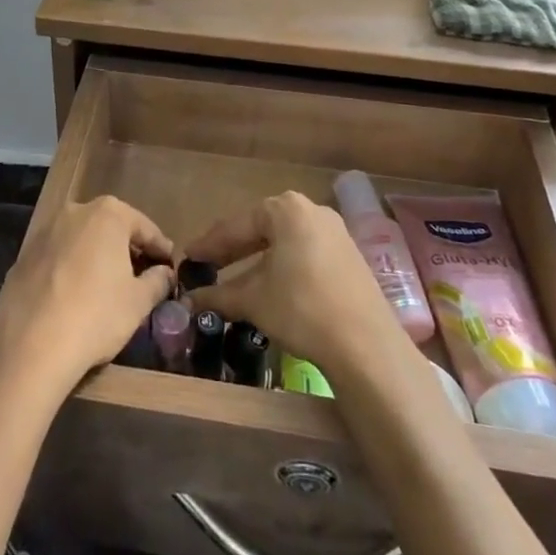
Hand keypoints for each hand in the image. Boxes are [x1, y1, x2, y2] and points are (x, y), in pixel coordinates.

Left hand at [0, 196, 175, 398]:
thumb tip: (164, 273)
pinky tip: (74, 299)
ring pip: (80, 242)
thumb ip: (157, 281)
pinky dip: (69, 271)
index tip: (170, 267)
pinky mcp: (21, 259)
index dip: (160, 248)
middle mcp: (73, 213)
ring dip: (96, 258)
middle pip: (109, 228)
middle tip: (141, 276)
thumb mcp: (138, 301)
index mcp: (106, 214)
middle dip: (127, 249)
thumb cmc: (96, 315)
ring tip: (107, 288)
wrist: (30, 347)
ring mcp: (43, 234)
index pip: (144, 227)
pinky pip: (56, 260)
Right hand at [183, 192, 407, 381]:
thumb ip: (219, 295)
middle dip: (233, 249)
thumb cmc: (302, 309)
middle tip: (208, 265)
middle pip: (262, 228)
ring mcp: (335, 232)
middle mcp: (312, 211)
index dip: (210, 243)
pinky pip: (305, 253)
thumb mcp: (254, 301)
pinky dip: (282, 266)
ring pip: (284, 242)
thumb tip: (189, 300)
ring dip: (258, 260)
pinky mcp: (349, 256)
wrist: (366, 345)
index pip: (237, 224)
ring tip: (235, 279)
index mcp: (286, 209)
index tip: (189, 257)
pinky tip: (271, 287)